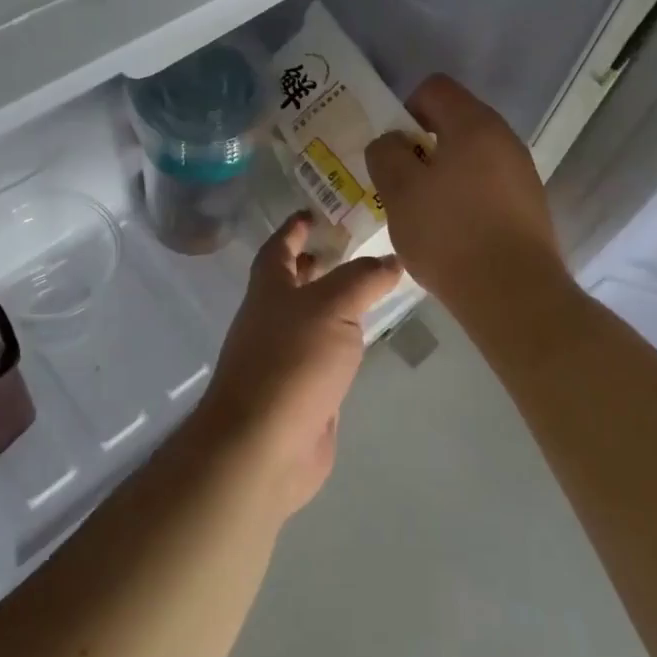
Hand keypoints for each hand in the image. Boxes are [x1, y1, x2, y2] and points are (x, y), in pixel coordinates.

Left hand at [195, 213, 402, 519]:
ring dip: (331, 301)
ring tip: (368, 287)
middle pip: (292, 281)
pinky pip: (324, 354)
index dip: (294, 227)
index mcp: (269, 288)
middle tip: (349, 247)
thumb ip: (363, 279)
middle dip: (314, 262)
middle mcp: (272, 317)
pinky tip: (364, 338)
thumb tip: (391, 260)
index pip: (279, 246)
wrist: (265, 444)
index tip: (312, 212)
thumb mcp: (332, 306)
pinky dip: (341, 340)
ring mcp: (285, 357)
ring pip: (311, 318)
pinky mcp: (302, 391)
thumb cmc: (292, 360)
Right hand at [365, 74, 566, 315]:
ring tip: (423, 212)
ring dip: (442, 173)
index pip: (434, 88)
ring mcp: (522, 172)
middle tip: (400, 182)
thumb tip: (392, 143)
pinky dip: (464, 196)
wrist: (514, 295)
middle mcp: (504, 138)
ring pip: (470, 156)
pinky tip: (452, 232)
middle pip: (454, 121)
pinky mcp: (529, 205)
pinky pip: (487, 184)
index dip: (405, 108)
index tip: (393, 148)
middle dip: (421, 145)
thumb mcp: (399, 191)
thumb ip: (386, 154)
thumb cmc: (450, 234)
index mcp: (474, 124)